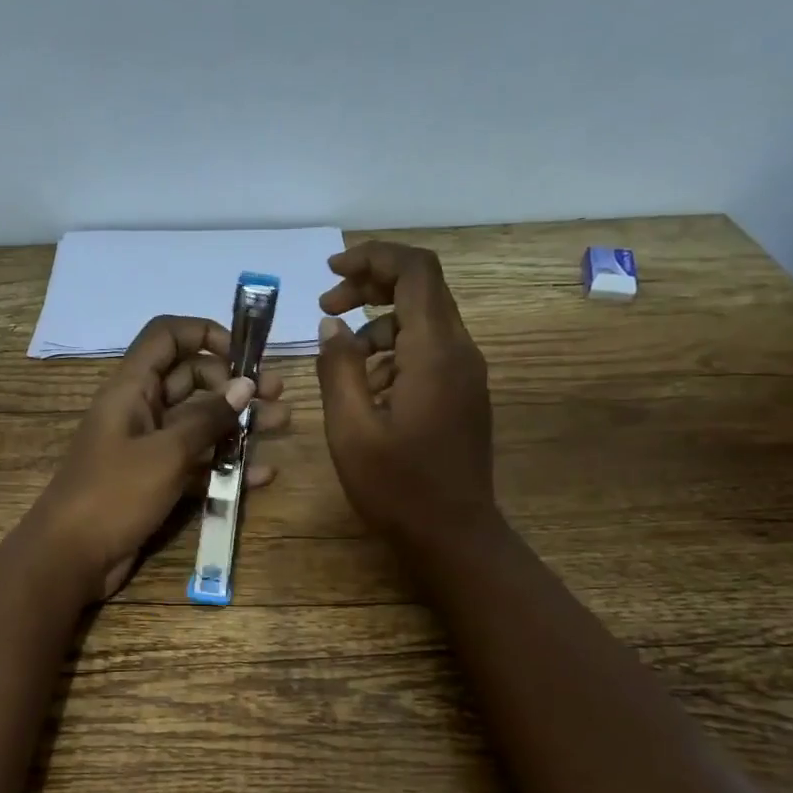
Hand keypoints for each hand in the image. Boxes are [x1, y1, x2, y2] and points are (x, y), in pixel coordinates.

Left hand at [28, 316, 288, 597]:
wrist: (70, 558)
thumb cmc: (113, 495)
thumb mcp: (165, 453)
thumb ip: (207, 418)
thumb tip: (245, 385)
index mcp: (132, 388)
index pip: (166, 336)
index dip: (205, 334)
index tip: (243, 355)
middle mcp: (141, 410)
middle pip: (191, 379)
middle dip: (234, 384)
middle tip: (277, 396)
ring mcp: (148, 447)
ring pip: (199, 423)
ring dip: (238, 422)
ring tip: (282, 425)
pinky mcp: (156, 481)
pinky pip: (196, 463)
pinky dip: (226, 465)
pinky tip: (263, 474)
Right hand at [314, 242, 495, 550]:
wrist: (453, 535)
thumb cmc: (397, 487)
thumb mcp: (351, 428)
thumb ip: (339, 368)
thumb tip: (333, 326)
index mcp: (434, 353)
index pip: (415, 271)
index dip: (373, 257)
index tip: (331, 272)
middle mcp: (459, 352)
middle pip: (421, 288)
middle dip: (370, 286)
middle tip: (326, 308)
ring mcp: (466, 373)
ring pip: (423, 320)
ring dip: (377, 324)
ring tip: (338, 356)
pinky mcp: (462, 393)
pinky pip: (428, 351)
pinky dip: (393, 351)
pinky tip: (365, 386)